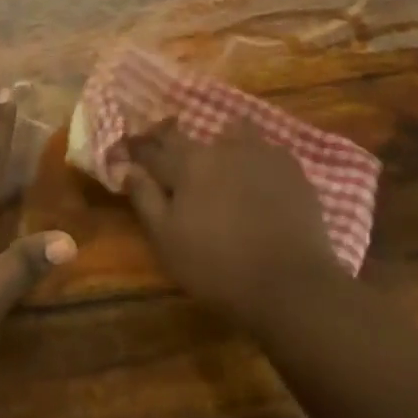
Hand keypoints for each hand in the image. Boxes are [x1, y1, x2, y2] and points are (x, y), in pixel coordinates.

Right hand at [124, 120, 342, 333]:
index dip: (139, 149)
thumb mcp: (167, 241)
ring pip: (233, 134)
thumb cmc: (218, 267)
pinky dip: (256, 161)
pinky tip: (260, 181)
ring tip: (222, 164)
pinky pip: (266, 152)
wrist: (290, 283)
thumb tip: (127, 167)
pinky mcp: (290, 167)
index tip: (129, 149)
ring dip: (222, 143)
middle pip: (189, 135)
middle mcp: (221, 147)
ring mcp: (259, 152)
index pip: (154, 149)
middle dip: (173, 141)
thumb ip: (145, 199)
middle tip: (171, 156)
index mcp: (187, 163)